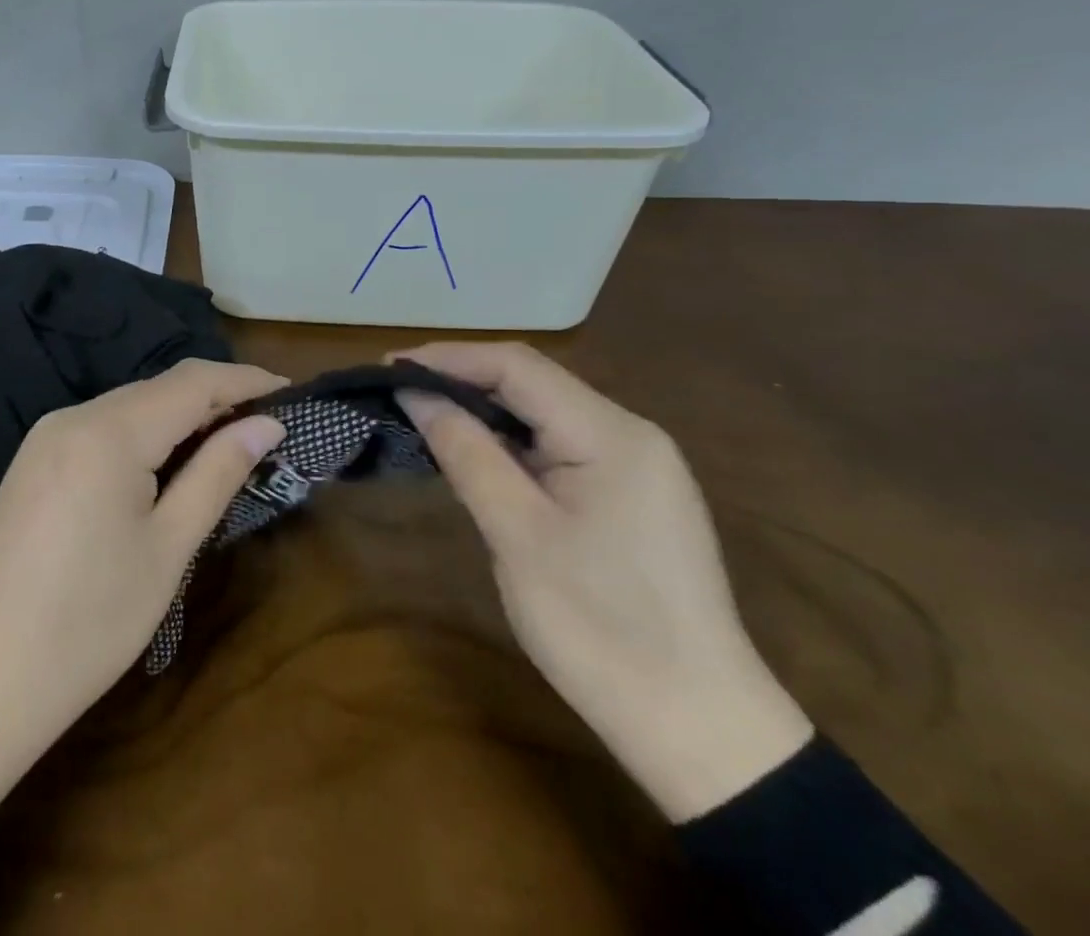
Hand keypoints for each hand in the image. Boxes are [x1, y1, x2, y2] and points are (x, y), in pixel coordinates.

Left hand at [0, 359, 286, 801]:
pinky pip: (102, 427)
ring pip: (130, 405)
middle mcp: (74, 416)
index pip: (193, 382)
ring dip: (181, 416)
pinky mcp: (34, 460)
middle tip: (267, 426)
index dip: (246, 380)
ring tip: (227, 444)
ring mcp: (47, 435)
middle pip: (160, 388)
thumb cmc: (88, 622)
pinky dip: (144, 433)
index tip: (292, 392)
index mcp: (110, 432)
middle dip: (216, 398)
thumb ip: (217, 473)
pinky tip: (165, 463)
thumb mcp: (167, 548)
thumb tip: (266, 425)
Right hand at [392, 341, 812, 821]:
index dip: (448, 359)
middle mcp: (630, 433)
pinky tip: (477, 452)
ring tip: (424, 414)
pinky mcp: (632, 494)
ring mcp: (637, 464)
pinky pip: (560, 444)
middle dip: (462, 379)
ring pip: (545, 412)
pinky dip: (511, 440)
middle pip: (533, 382)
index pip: (517, 366)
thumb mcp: (517, 534)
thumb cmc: (601, 628)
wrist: (700, 730)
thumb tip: (415, 393)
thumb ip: (465, 451)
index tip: (388, 368)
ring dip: (484, 409)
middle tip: (398, 391)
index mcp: (610, 434)